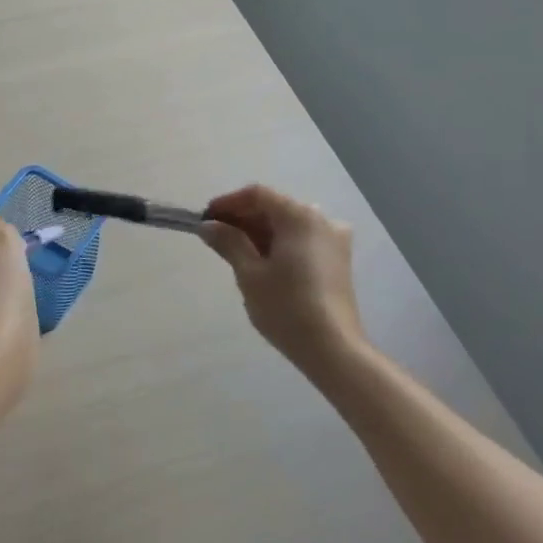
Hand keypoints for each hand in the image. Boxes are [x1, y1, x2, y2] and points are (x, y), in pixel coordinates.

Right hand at [200, 185, 363, 377]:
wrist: (332, 348)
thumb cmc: (286, 307)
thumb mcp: (249, 274)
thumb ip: (228, 242)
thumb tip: (208, 225)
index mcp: (300, 216)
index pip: (258, 195)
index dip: (228, 203)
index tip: (205, 219)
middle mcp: (323, 219)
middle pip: (276, 207)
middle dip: (244, 218)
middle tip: (215, 237)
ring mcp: (334, 240)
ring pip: (289, 224)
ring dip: (260, 232)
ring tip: (234, 252)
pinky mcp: (338, 260)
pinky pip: (302, 240)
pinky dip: (279, 244)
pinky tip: (262, 263)